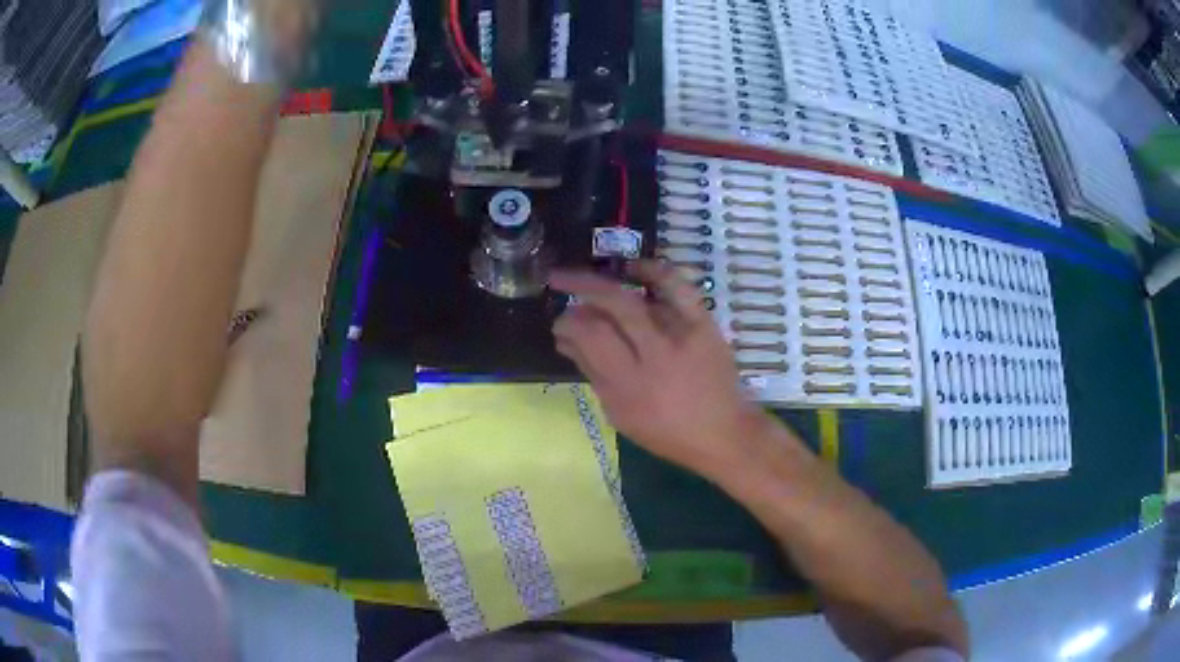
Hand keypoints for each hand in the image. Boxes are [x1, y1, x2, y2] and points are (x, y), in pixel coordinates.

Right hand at [550, 261, 768, 475]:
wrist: (723, 432)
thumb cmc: (665, 431)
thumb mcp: (619, 413)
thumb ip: (592, 371)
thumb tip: (565, 337)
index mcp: (629, 384)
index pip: (590, 335)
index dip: (568, 322)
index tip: (560, 322)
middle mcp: (655, 354)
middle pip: (611, 306)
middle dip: (578, 285)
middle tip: (559, 281)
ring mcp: (682, 335)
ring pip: (638, 296)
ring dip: (605, 282)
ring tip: (587, 278)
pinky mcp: (703, 323)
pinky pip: (677, 286)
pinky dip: (654, 271)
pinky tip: (632, 268)